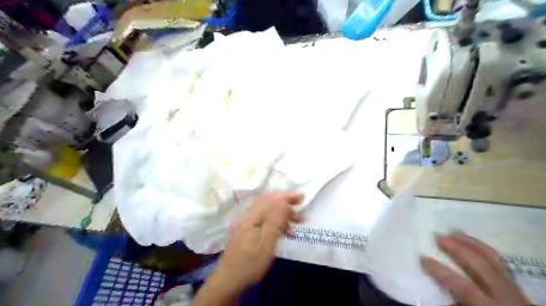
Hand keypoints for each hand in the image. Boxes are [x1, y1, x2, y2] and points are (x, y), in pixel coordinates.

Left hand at [218, 193, 304, 289]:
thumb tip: (282, 200)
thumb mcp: (266, 243)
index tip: (302, 197)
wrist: (229, 280)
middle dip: (286, 204)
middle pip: (269, 202)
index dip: (287, 196)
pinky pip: (264, 219)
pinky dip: (276, 222)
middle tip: (301, 210)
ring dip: (283, 214)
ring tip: (297, 222)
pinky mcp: (247, 230)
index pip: (271, 198)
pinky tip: (285, 231)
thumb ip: (274, 220)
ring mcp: (246, 222)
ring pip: (267, 211)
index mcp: (251, 216)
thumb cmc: (250, 264)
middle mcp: (247, 215)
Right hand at [419, 233, 530, 304]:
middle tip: (437, 236)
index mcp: (488, 304)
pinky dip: (481, 247)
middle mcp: (504, 293)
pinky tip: (469, 241)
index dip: (440, 271)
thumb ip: (452, 300)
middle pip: (479, 264)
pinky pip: (497, 260)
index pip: (462, 285)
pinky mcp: (513, 282)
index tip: (422, 259)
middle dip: (457, 248)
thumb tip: (431, 282)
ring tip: (452, 231)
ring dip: (469, 242)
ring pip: (492, 257)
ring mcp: (512, 286)